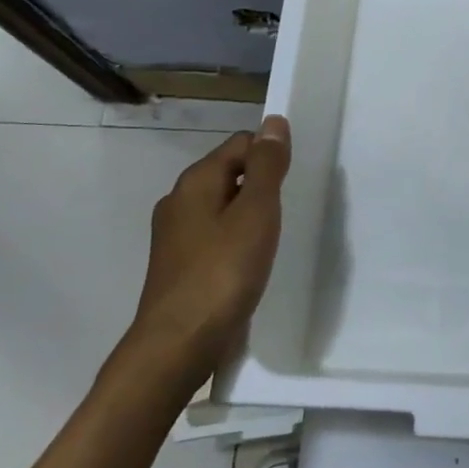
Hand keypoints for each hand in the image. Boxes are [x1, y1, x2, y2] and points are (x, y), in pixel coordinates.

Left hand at [129, 115, 291, 373]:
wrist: (178, 345)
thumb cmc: (222, 273)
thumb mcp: (256, 213)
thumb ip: (267, 167)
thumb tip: (274, 122)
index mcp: (196, 181)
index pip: (240, 144)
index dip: (270, 155)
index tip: (293, 183)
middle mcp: (179, 201)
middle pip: (230, 173)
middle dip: (261, 186)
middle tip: (288, 211)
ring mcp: (175, 235)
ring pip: (222, 207)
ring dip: (249, 215)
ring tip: (274, 239)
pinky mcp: (179, 265)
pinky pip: (215, 236)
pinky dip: (236, 240)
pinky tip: (250, 263)